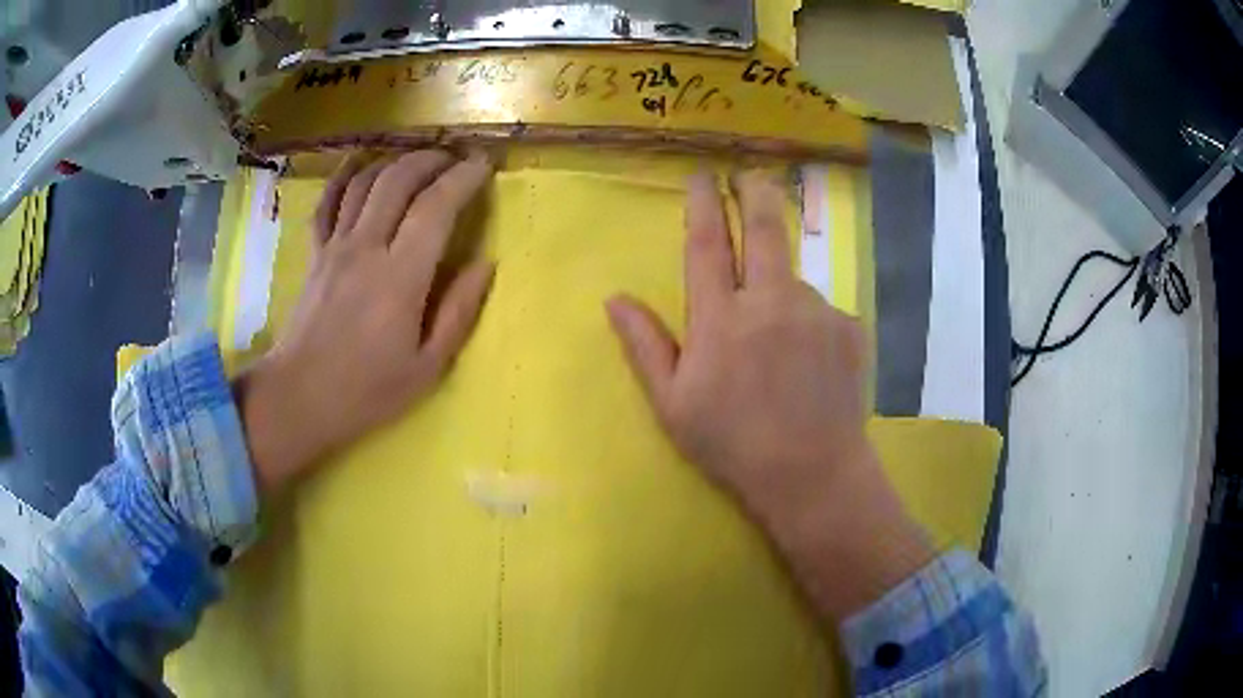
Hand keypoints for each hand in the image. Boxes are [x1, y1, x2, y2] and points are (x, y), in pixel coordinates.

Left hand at [236, 150, 494, 495]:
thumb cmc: (366, 391)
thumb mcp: (427, 367)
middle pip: (399, 180)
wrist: (299, 398)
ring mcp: (335, 246)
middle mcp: (366, 248)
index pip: (435, 207)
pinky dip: (345, 174)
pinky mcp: (315, 252)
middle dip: (432, 159)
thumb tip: (485, 264)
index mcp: (400, 278)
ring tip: (419, 159)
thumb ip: (459, 311)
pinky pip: (328, 201)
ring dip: (396, 160)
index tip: (483, 165)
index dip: (463, 178)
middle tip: (455, 159)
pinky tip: (359, 160)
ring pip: (365, 182)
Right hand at [606, 171, 932, 620]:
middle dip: (755, 192)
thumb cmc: (732, 444)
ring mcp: (816, 310)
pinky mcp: (848, 326)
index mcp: (721, 318)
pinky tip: (806, 364)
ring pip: (792, 279)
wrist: (813, 474)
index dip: (703, 203)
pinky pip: (819, 310)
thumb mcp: (673, 403)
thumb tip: (615, 298)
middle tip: (750, 174)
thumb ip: (644, 344)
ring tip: (777, 346)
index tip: (702, 176)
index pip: (707, 243)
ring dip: (779, 290)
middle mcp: (771, 300)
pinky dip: (806, 324)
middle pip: (765, 227)